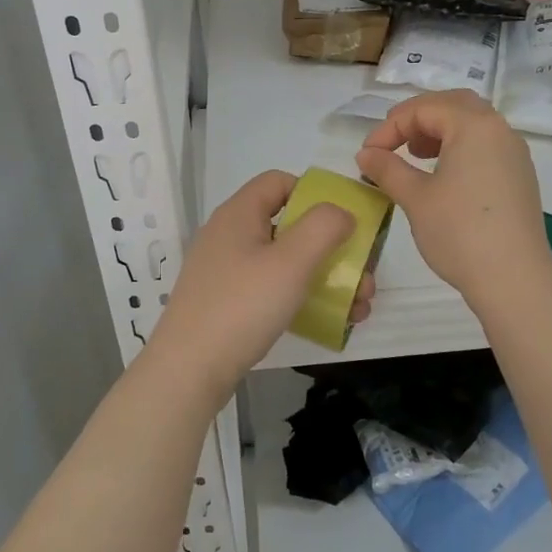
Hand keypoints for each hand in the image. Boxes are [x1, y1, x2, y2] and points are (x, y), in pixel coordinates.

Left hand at [146, 170, 374, 394]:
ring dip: (324, 277)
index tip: (342, 223)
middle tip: (362, 276)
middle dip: (331, 247)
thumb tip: (340, 213)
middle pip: (288, 224)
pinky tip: (329, 321)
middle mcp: (229, 234)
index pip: (279, 181)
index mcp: (240, 213)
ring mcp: (225, 270)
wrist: (188, 370)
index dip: (314, 194)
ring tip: (358, 307)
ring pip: (284, 261)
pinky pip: (270, 288)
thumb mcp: (292, 261)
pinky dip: (301, 297)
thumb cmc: (243, 306)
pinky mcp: (226, 301)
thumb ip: (323, 227)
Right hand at [356, 90, 551, 304]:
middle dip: (418, 118)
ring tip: (416, 155)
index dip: (389, 127)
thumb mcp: (415, 197)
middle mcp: (499, 130)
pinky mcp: (520, 176)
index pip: (423, 108)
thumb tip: (365, 153)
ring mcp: (514, 153)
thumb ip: (387, 168)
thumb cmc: (459, 232)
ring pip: (473, 123)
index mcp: (474, 125)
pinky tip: (443, 175)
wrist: (514, 278)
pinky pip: (486, 144)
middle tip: (393, 141)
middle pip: (453, 104)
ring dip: (440, 130)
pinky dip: (460, 146)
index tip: (368, 154)